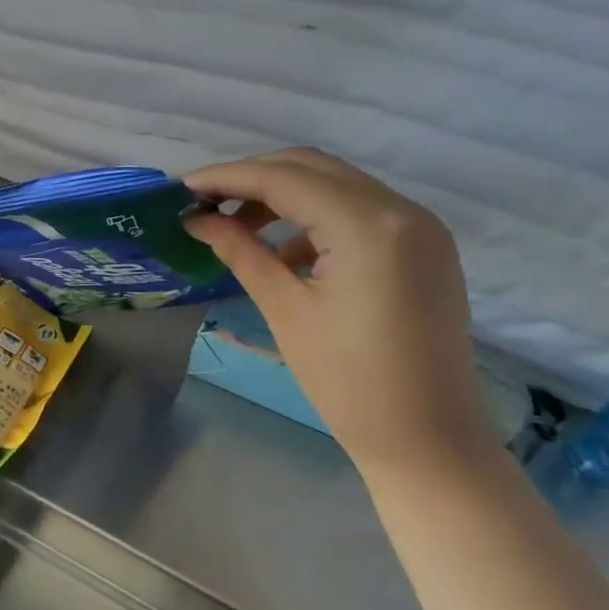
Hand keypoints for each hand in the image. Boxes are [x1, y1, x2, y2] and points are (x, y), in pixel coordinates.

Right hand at [185, 150, 497, 481]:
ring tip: (237, 226)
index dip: (227, 177)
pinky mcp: (425, 247)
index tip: (180, 188)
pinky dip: (317, 217)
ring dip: (284, 195)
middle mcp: (402, 210)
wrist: (428, 441)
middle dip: (253, 178)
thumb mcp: (286, 311)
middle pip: (313, 168)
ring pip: (338, 185)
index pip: (285, 178)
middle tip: (204, 203)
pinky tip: (285, 251)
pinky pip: (361, 211)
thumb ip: (241, 252)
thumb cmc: (347, 382)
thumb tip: (197, 219)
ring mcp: (421, 227)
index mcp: (368, 225)